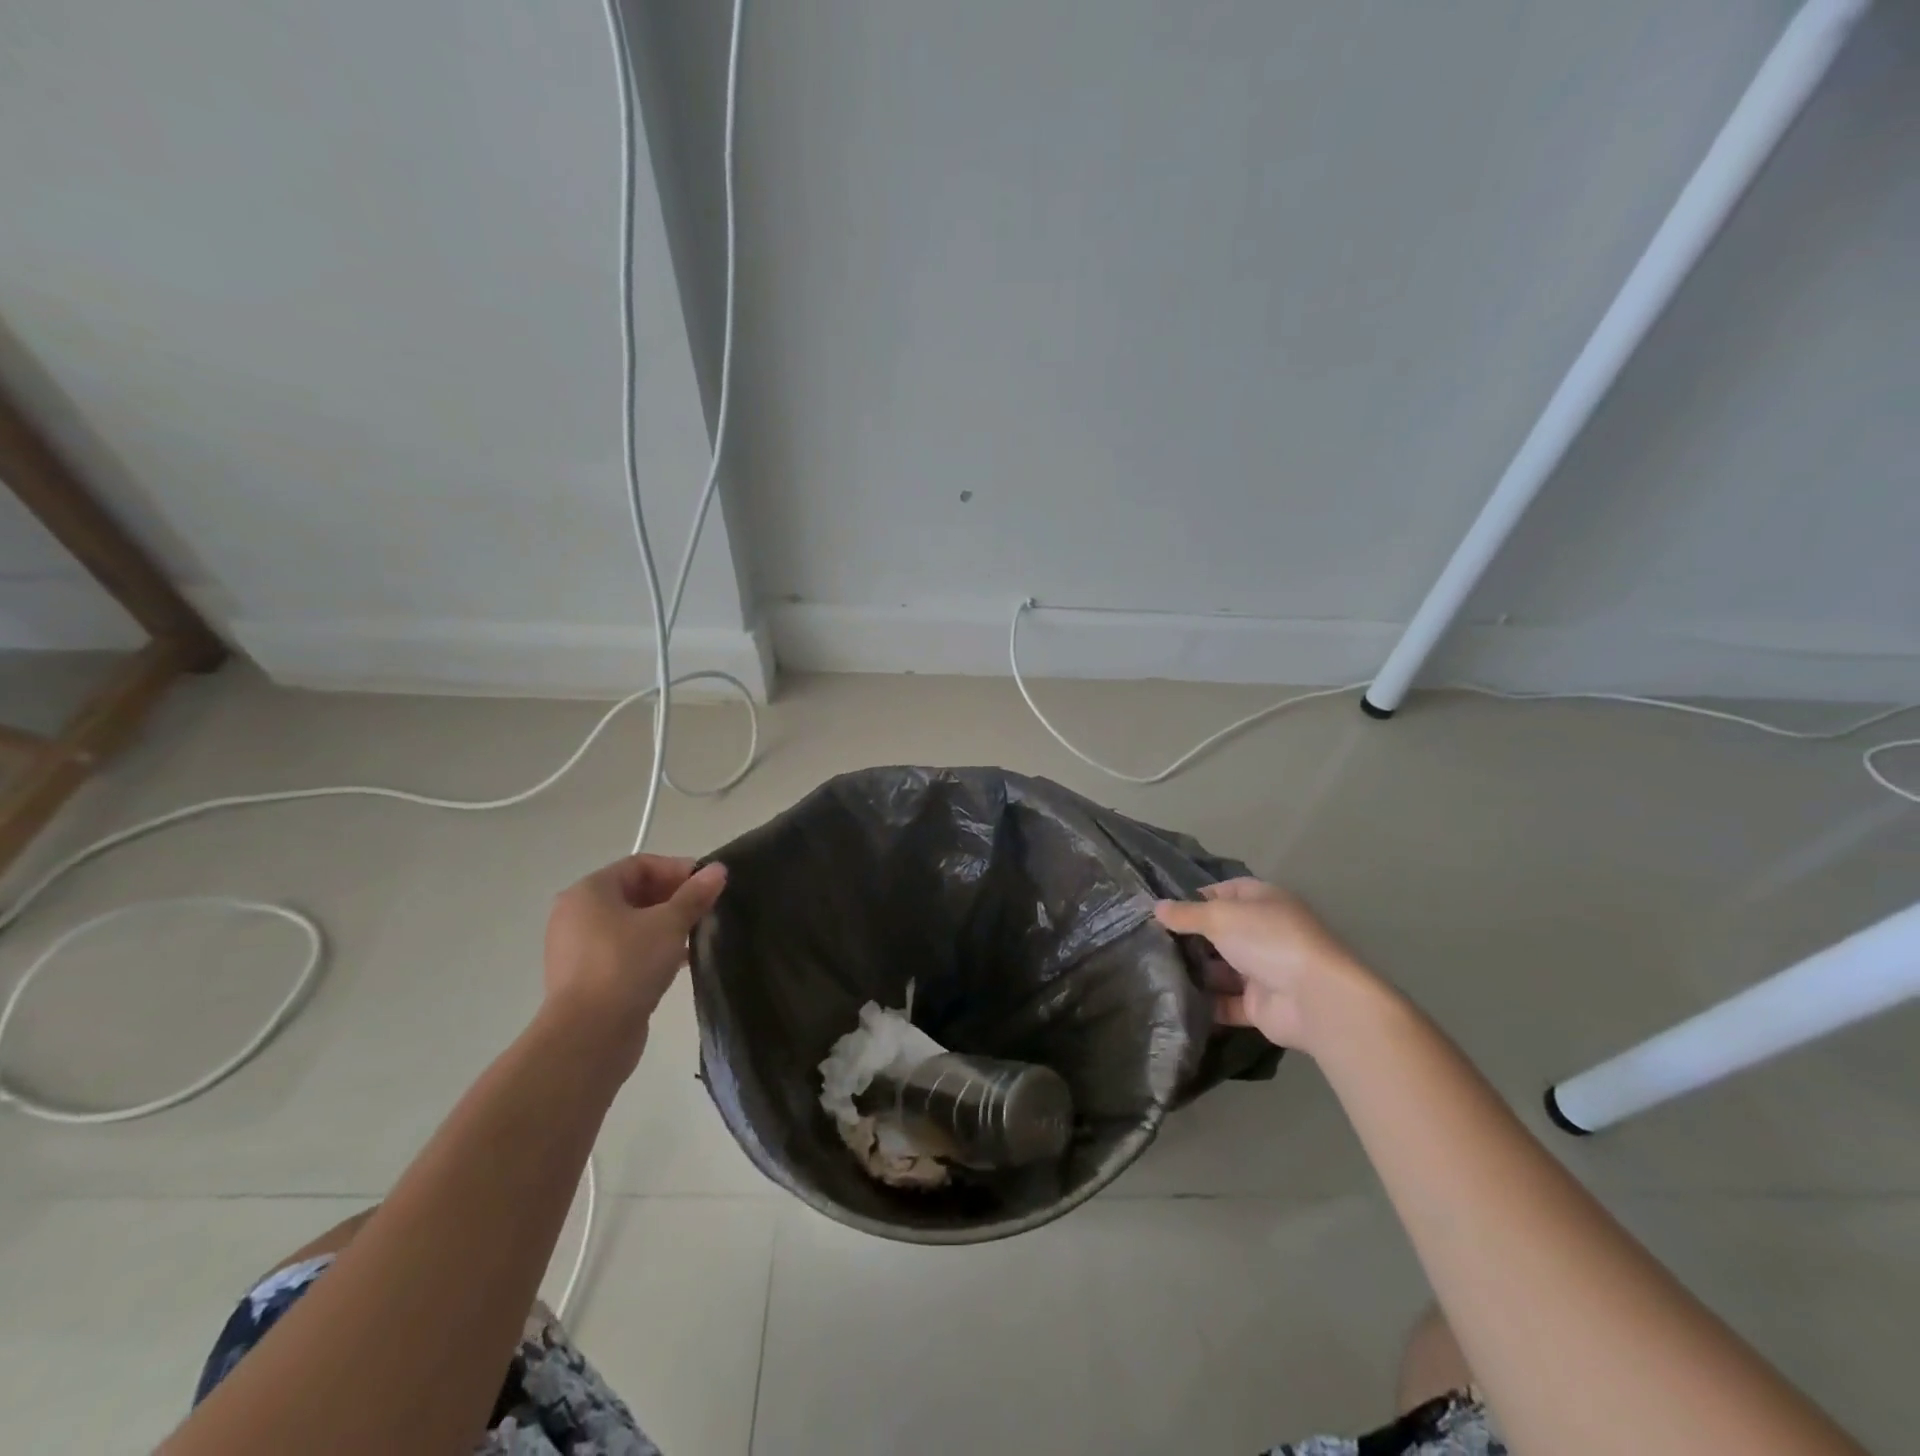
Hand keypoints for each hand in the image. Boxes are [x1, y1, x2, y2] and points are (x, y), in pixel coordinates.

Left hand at [542, 854, 726, 1075]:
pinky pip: (624, 951)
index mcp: (590, 891)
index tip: (707, 886)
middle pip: (635, 893)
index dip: (677, 869)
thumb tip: (718, 870)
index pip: (640, 865)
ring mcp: (578, 948)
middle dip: (674, 898)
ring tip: (697, 936)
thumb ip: (694, 895)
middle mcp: (577, 914)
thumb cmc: (626, 965)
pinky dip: (651, 949)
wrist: (588, 1037)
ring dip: (665, 925)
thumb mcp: (669, 924)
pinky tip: (679, 962)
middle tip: (706, 910)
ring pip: (631, 924)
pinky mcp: (587, 978)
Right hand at [1154, 878, 1378, 1055]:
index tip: (1163, 909)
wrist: (1315, 999)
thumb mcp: (1220, 917)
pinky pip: (1225, 1002)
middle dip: (1189, 937)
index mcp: (1262, 902)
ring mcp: (1263, 970)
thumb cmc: (1268, 941)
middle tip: (1149, 941)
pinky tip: (1173, 1000)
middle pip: (1220, 931)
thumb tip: (1156, 907)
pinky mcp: (1259, 1005)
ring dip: (1194, 971)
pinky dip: (1204, 1003)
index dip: (1195, 897)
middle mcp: (1264, 933)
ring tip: (1152, 971)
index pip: (1224, 892)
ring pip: (1221, 968)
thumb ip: (1187, 914)